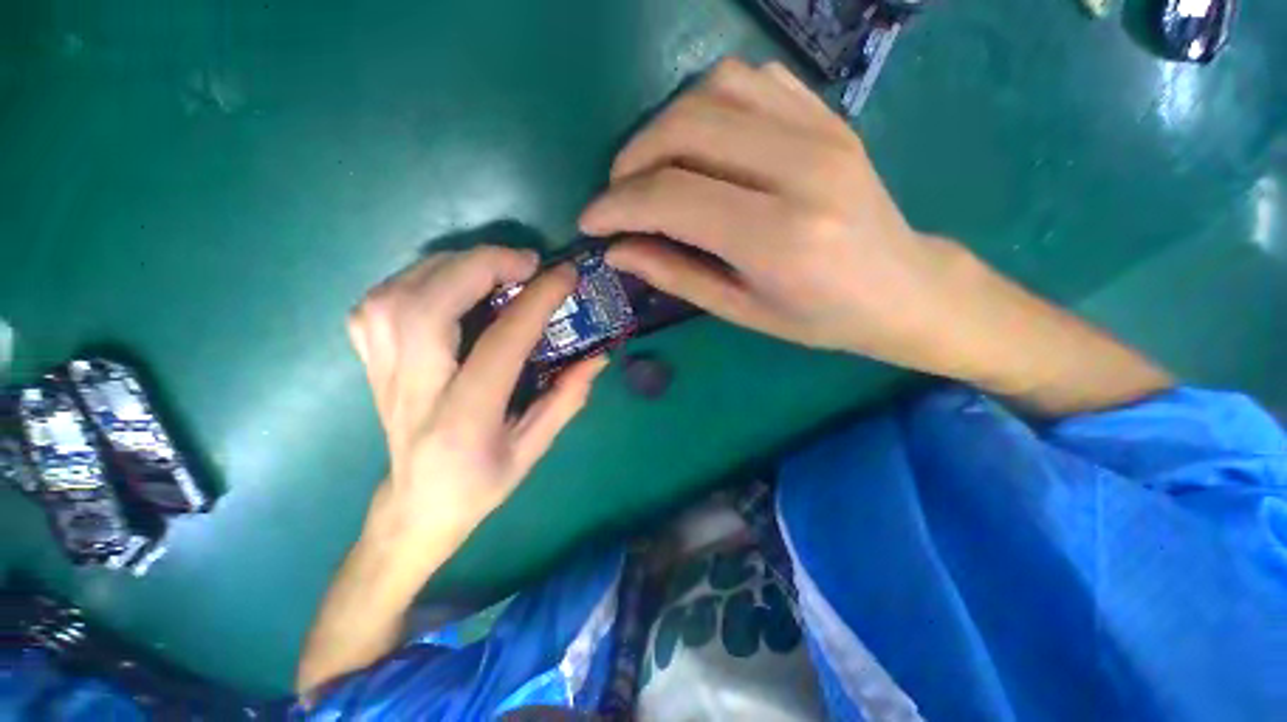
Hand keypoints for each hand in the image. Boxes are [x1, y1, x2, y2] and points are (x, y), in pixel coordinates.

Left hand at [299, 247, 605, 698]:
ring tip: (490, 265)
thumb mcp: (534, 450)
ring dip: (448, 266)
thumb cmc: (480, 485)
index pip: (500, 344)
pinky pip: (377, 304)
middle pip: (428, 307)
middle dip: (480, 266)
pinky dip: (413, 278)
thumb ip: (567, 399)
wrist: (415, 508)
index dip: (536, 301)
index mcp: (464, 419)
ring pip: (395, 296)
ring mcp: (382, 374)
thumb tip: (598, 356)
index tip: (565, 275)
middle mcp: (414, 390)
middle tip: (525, 261)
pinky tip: (445, 283)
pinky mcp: (370, 363)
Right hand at [581, 58, 1168, 414]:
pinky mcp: (829, 116)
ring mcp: (822, 131)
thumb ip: (676, 275)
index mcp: (779, 237)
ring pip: (713, 89)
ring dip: (663, 125)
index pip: (673, 196)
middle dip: (632, 160)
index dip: (618, 205)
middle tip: (617, 195)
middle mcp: (801, 169)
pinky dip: (706, 102)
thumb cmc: (819, 318)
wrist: (901, 289)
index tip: (591, 221)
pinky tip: (699, 142)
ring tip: (651, 168)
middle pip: (687, 129)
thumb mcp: (741, 310)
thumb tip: (618, 250)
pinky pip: (752, 80)